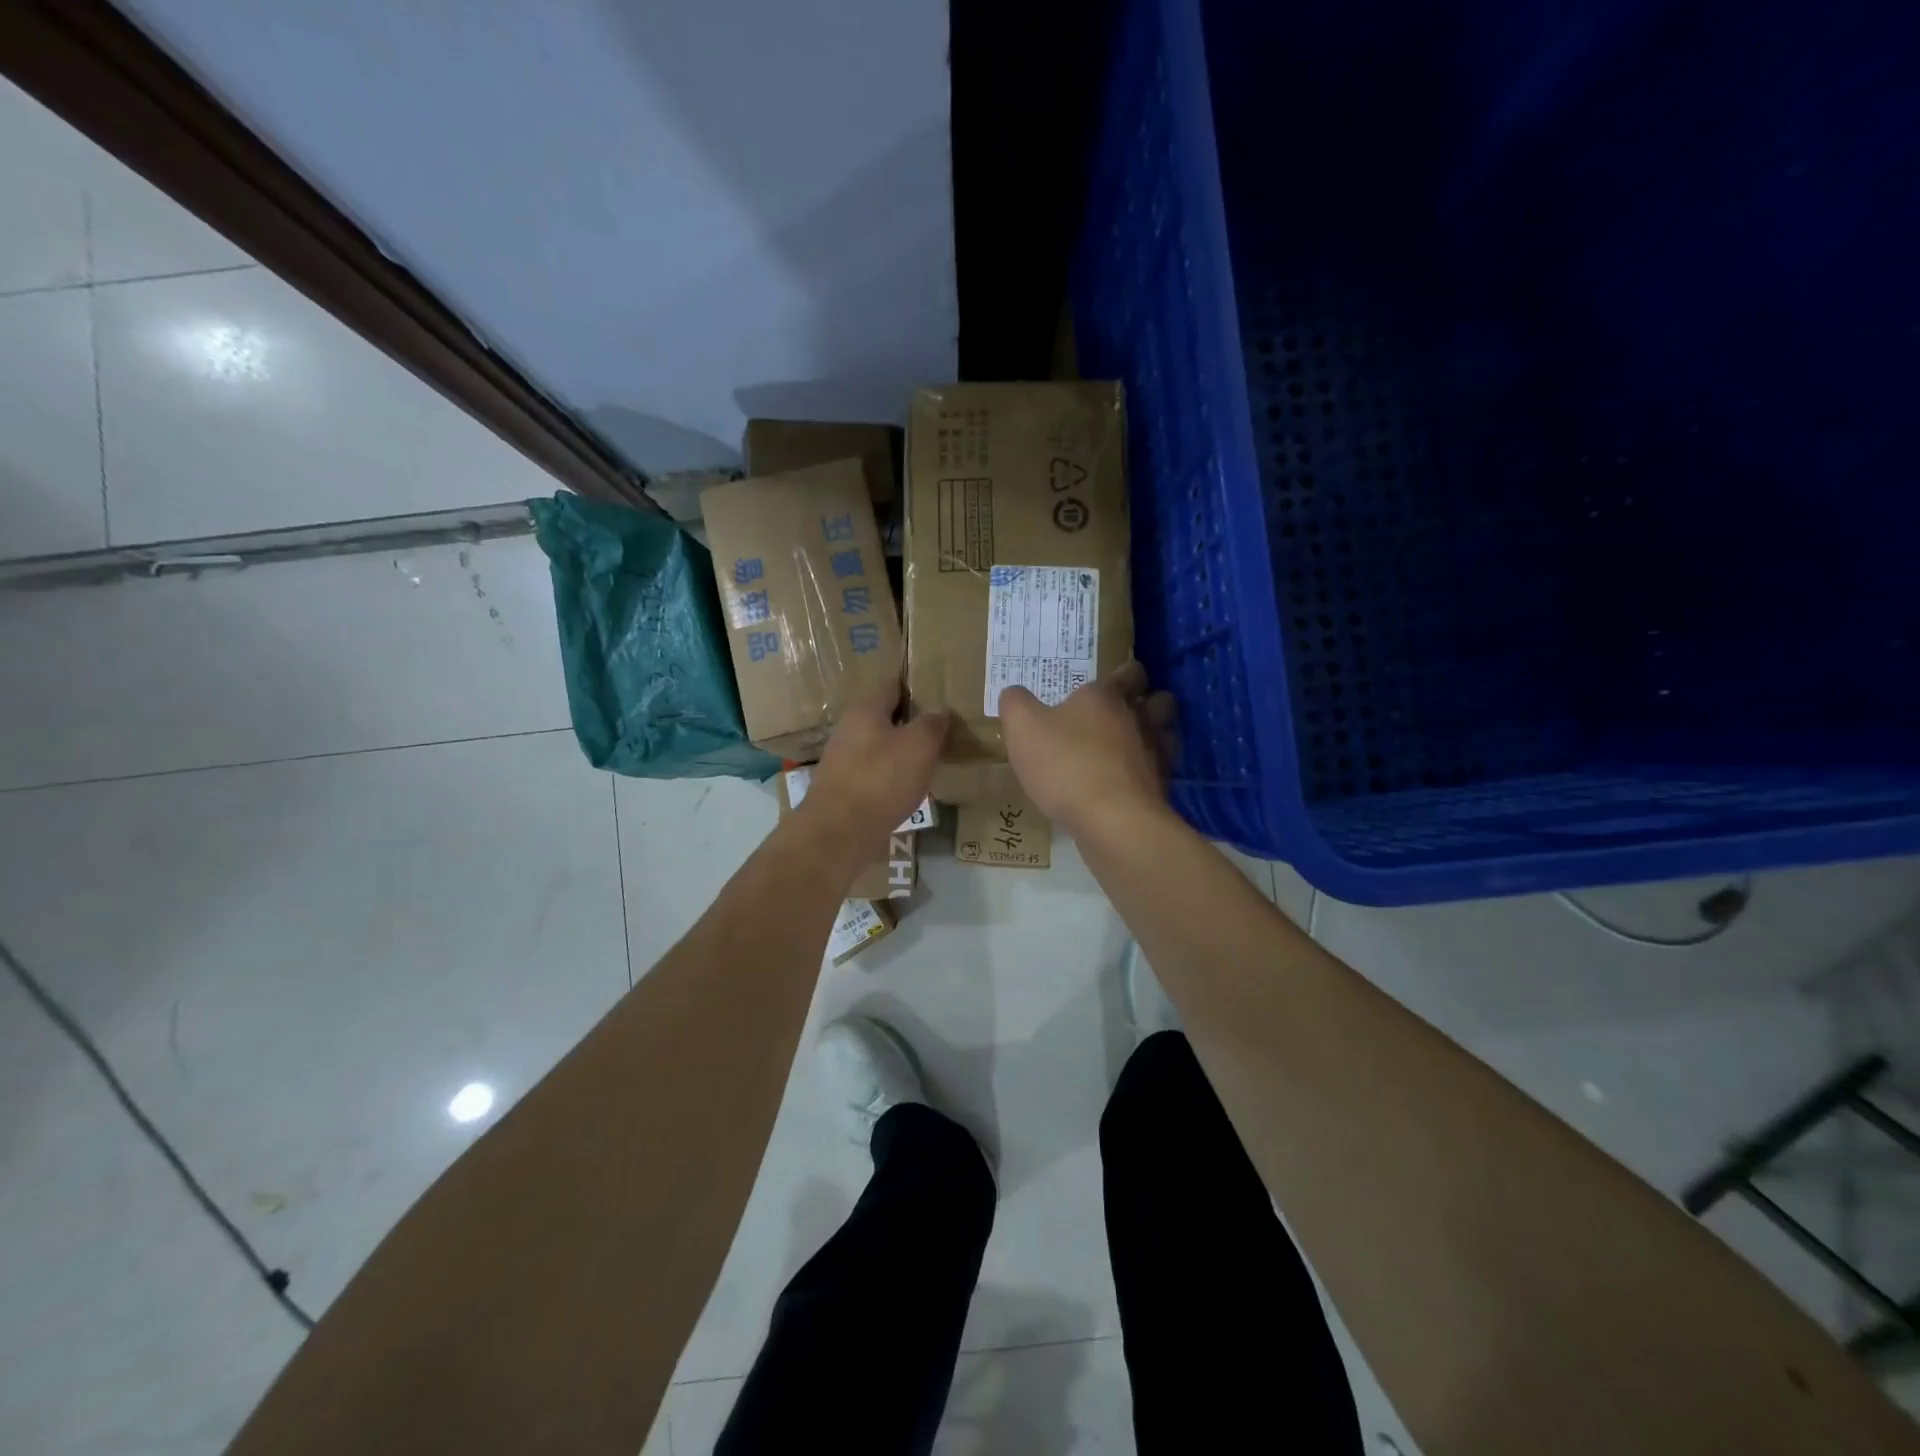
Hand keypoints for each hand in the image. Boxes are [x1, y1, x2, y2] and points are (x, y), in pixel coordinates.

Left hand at [795, 689, 948, 863]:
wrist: (839, 832)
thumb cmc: (882, 779)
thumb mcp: (919, 745)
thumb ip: (932, 723)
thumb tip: (939, 709)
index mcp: (865, 708)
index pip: (891, 682)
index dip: (915, 682)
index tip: (938, 688)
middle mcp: (850, 728)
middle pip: (884, 714)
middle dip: (911, 718)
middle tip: (942, 725)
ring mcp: (843, 758)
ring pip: (879, 743)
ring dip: (902, 747)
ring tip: (932, 755)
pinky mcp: (845, 787)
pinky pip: (874, 770)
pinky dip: (893, 772)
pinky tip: (910, 784)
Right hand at [998, 663, 1175, 833]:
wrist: (1112, 820)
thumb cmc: (1066, 764)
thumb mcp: (1022, 728)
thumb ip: (1016, 704)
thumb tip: (1015, 694)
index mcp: (1107, 696)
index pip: (1128, 672)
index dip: (1124, 673)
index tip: (1114, 679)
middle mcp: (1139, 718)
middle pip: (1158, 700)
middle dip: (1147, 702)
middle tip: (1124, 712)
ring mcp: (1157, 754)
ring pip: (1166, 734)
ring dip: (1153, 735)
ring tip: (1129, 747)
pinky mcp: (1161, 788)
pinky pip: (1160, 771)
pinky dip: (1148, 772)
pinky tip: (1127, 782)